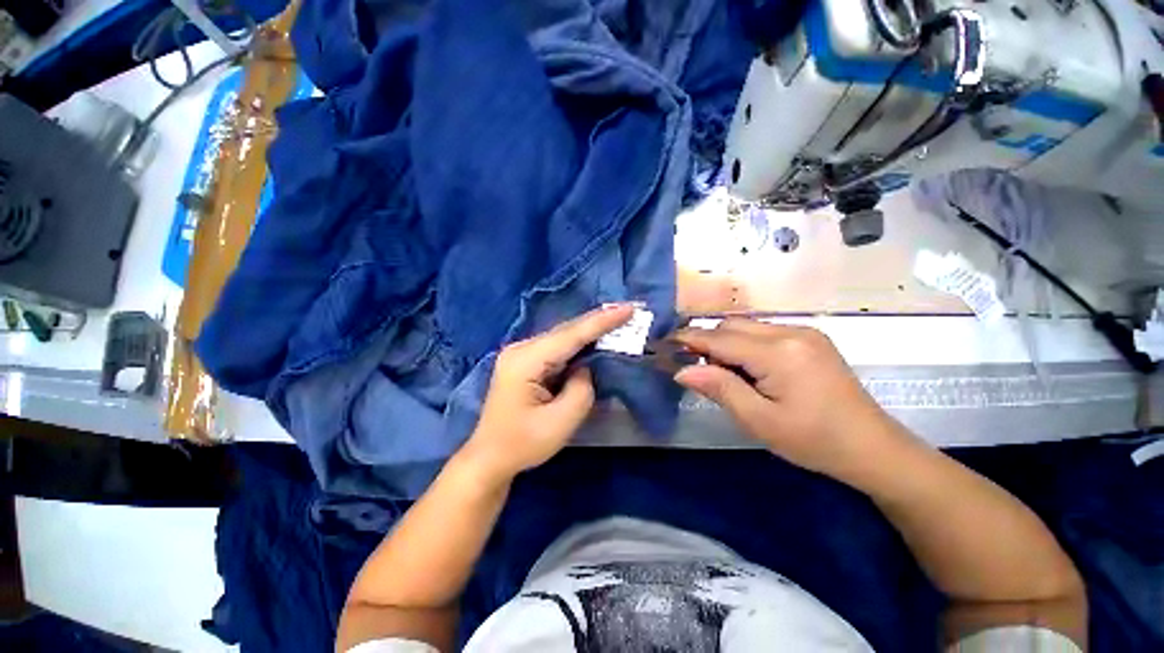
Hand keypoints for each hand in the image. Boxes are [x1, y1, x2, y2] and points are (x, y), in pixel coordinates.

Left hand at [458, 304, 634, 482]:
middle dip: (598, 321)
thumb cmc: (523, 444)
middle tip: (628, 311)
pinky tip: (594, 339)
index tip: (628, 308)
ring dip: (589, 331)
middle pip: (566, 331)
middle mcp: (521, 348)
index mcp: (526, 360)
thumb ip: (581, 388)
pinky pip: (557, 347)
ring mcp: (521, 353)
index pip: (570, 335)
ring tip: (617, 320)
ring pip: (562, 337)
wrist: (490, 457)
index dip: (602, 321)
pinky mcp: (525, 361)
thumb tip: (585, 367)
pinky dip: (578, 344)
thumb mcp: (561, 422)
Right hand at [672, 318, 905, 478]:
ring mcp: (803, 332)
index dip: (689, 340)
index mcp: (779, 353)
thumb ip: (719, 389)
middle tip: (694, 366)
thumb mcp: (759, 421)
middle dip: (706, 341)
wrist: (872, 447)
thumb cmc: (813, 441)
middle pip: (732, 326)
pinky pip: (763, 332)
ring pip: (746, 327)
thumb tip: (682, 370)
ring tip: (721, 371)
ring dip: (725, 343)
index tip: (665, 344)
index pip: (720, 339)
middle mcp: (790, 332)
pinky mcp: (810, 338)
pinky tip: (747, 368)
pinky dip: (744, 344)